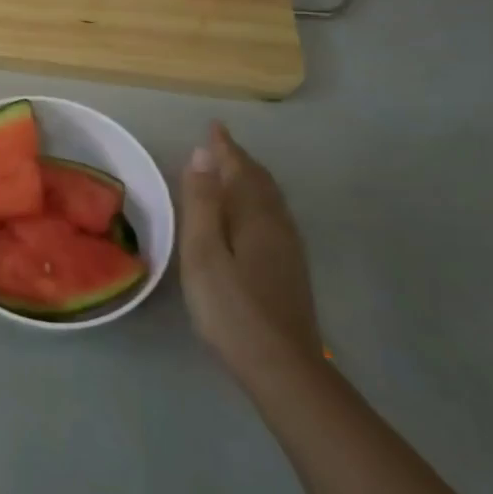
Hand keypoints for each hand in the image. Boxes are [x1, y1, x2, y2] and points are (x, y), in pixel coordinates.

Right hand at [179, 122, 323, 384]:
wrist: (282, 366)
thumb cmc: (232, 307)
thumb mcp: (204, 252)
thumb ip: (203, 203)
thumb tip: (203, 154)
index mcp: (256, 218)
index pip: (240, 171)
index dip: (225, 148)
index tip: (213, 127)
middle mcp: (278, 227)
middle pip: (260, 183)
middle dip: (239, 161)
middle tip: (220, 145)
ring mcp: (288, 250)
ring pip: (270, 201)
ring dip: (250, 181)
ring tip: (232, 173)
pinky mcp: (289, 270)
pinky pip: (272, 218)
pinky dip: (256, 202)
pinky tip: (249, 218)